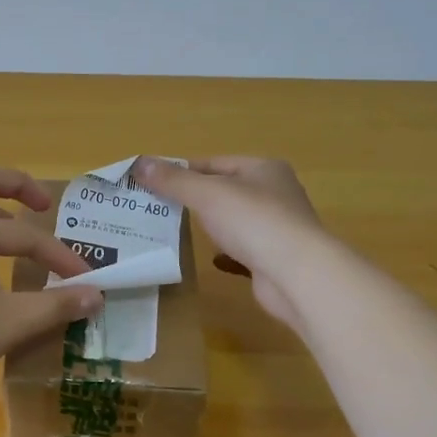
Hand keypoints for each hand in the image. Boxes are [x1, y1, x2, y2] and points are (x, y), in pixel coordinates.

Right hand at [132, 156, 327, 329]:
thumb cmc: (253, 222)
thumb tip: (139, 163)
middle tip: (160, 209)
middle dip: (195, 200)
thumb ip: (173, 181)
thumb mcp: (207, 195)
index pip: (215, 163)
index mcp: (264, 169)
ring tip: (179, 232)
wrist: (296, 274)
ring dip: (212, 226)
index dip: (184, 171)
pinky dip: (226, 253)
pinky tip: (211, 259)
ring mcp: (277, 228)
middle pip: (226, 191)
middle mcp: (275, 193)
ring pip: (235, 222)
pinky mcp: (275, 258)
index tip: (155, 184)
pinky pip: (244, 250)